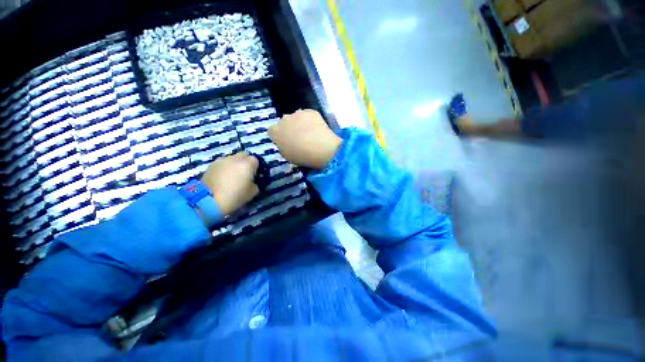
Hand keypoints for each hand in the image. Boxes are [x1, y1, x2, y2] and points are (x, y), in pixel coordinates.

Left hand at [201, 152, 258, 214]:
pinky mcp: (211, 165)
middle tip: (244, 173)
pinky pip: (222, 164)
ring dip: (233, 165)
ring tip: (231, 176)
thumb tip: (252, 182)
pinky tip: (222, 178)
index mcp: (247, 164)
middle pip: (243, 155)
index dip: (255, 167)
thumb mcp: (252, 192)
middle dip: (245, 162)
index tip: (254, 175)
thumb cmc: (235, 196)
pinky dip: (224, 168)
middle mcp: (235, 159)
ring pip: (231, 159)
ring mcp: (222, 160)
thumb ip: (254, 184)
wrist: (209, 200)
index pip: (255, 160)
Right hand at [268, 109, 341, 168]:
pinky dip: (313, 122)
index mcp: (275, 131)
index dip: (280, 136)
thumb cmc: (301, 156)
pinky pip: (310, 116)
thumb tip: (287, 143)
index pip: (272, 130)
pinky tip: (319, 130)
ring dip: (302, 124)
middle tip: (300, 139)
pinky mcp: (311, 111)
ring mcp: (298, 113)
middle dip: (290, 128)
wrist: (319, 148)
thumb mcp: (287, 156)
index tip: (286, 142)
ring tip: (311, 135)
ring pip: (298, 118)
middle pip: (285, 122)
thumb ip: (284, 146)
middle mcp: (284, 119)